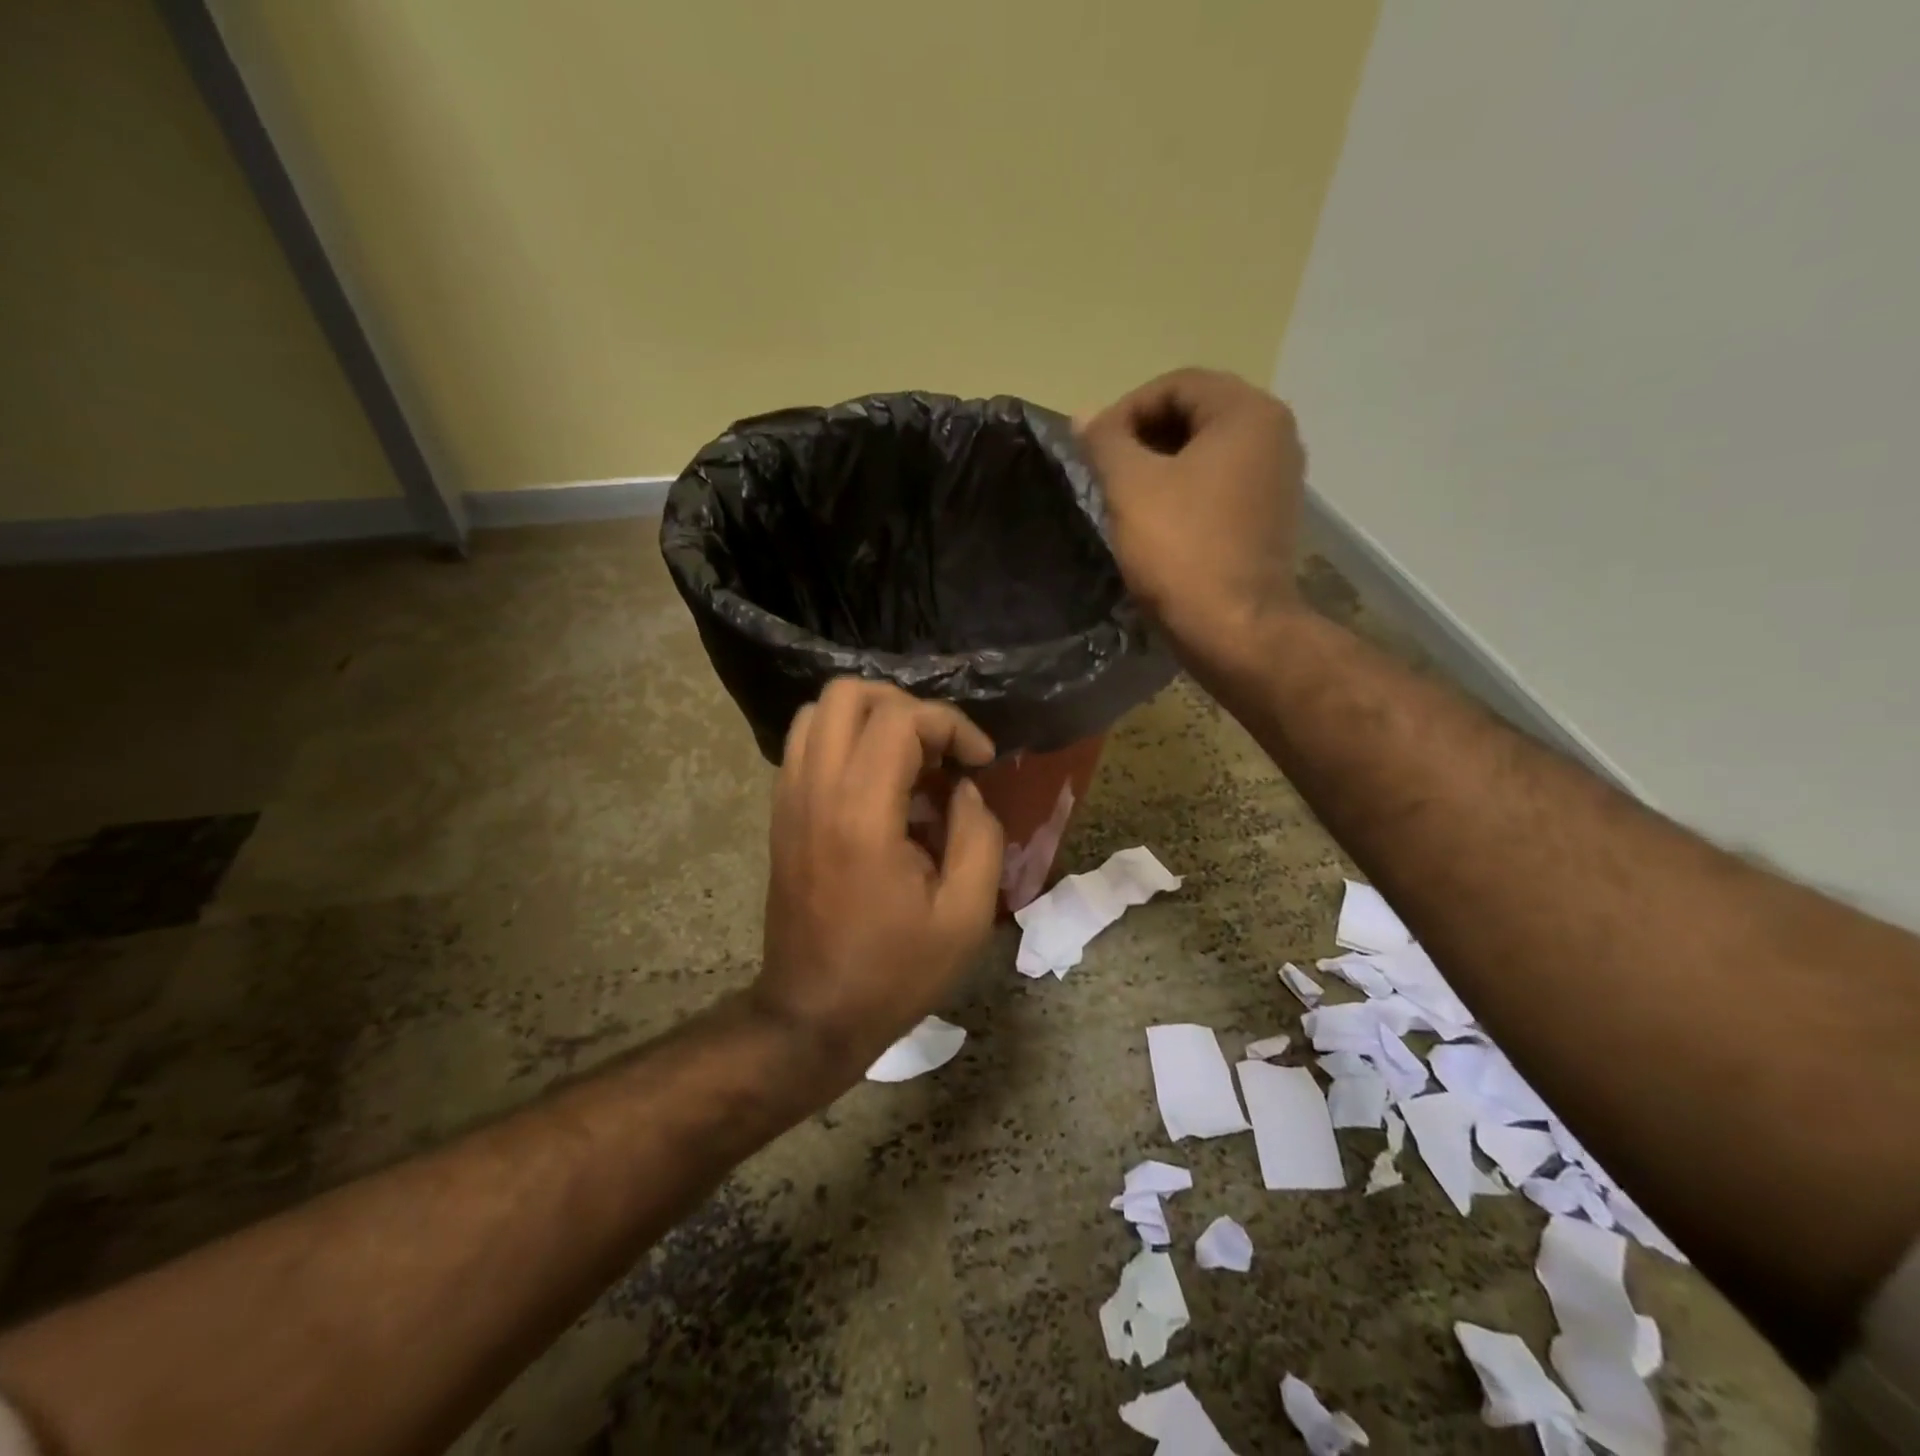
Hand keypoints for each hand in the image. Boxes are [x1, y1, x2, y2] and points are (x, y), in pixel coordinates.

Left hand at [753, 679, 1004, 1082]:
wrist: (812, 1014)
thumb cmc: (895, 971)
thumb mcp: (965, 914)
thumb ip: (980, 836)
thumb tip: (964, 790)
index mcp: (861, 813)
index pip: (900, 718)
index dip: (951, 725)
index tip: (980, 761)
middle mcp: (815, 790)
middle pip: (847, 694)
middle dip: (906, 707)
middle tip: (940, 751)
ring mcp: (789, 799)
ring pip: (818, 712)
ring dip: (871, 719)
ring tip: (910, 762)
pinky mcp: (780, 813)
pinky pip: (806, 745)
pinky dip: (845, 741)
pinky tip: (879, 785)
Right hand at [1079, 368, 1307, 674]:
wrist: (1234, 629)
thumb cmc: (1182, 550)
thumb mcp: (1131, 487)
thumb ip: (1106, 441)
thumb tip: (1085, 415)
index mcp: (1247, 413)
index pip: (1176, 384)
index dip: (1126, 410)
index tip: (1093, 449)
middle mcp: (1275, 434)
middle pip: (1195, 414)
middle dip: (1143, 437)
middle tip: (1105, 472)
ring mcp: (1278, 478)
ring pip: (1207, 452)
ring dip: (1161, 466)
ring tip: (1125, 498)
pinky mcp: (1270, 516)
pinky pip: (1220, 485)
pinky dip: (1185, 491)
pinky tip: (1157, 522)